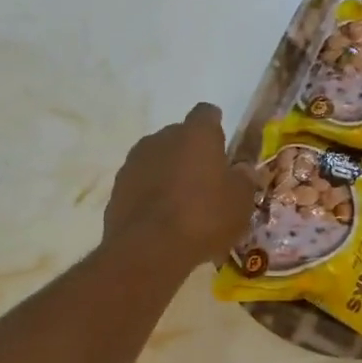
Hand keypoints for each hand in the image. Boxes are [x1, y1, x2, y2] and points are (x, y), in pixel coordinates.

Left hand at [102, 103, 259, 270]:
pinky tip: (161, 219)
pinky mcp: (117, 187)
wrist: (148, 249)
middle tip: (206, 181)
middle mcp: (162, 138)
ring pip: (157, 160)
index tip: (222, 145)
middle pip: (179, 136)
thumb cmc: (204, 218)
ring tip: (182, 203)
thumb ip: (244, 181)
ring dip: (169, 173)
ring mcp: (135, 161)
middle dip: (191, 153)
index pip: (207, 113)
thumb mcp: (240, 203)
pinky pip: (141, 184)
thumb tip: (243, 170)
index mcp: (196, 134)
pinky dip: (151, 194)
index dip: (215, 127)